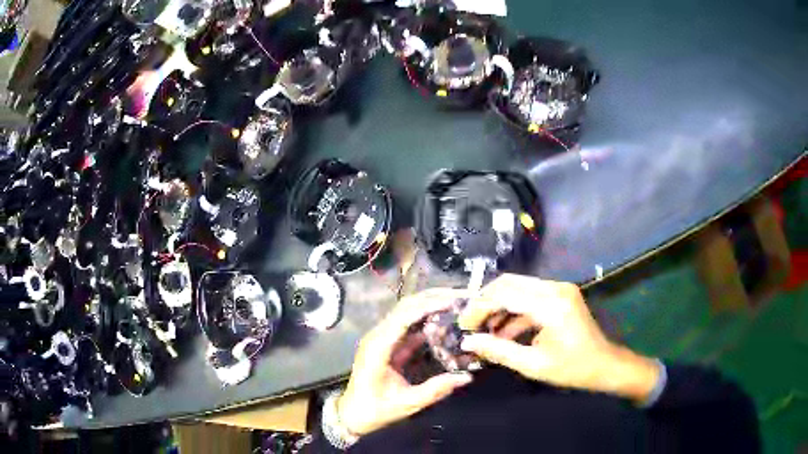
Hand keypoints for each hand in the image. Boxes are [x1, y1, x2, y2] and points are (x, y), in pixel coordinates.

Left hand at [337, 289, 473, 435]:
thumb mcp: (407, 403)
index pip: (404, 317)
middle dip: (433, 298)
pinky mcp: (388, 344)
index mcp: (378, 347)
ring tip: (456, 302)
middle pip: (406, 307)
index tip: (453, 302)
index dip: (428, 306)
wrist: (353, 414)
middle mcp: (378, 336)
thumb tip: (465, 377)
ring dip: (430, 304)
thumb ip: (435, 390)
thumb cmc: (375, 409)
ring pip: (407, 312)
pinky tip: (445, 319)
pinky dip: (427, 319)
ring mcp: (382, 338)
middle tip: (460, 296)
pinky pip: (409, 325)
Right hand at [458, 275, 659, 402]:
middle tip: (470, 325)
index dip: (479, 307)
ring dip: (499, 307)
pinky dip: (514, 312)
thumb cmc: (572, 368)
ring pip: (518, 288)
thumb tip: (468, 342)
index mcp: (550, 304)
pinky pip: (530, 297)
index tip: (463, 325)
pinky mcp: (560, 295)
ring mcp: (559, 289)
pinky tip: (503, 333)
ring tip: (484, 332)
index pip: (504, 293)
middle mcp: (555, 287)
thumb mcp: (533, 365)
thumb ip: (498, 351)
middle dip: (485, 303)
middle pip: (509, 283)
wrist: (605, 365)